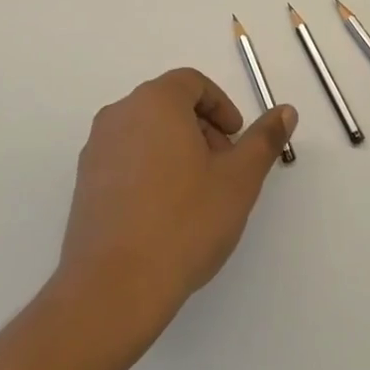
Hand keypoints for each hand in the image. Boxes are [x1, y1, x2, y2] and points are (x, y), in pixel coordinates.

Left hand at [56, 68, 296, 338]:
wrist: (114, 286)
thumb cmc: (184, 222)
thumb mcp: (239, 179)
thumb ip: (264, 139)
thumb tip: (285, 110)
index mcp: (155, 102)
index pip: (192, 83)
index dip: (221, 106)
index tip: (236, 139)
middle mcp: (120, 114)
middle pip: (168, 104)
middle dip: (202, 128)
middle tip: (223, 168)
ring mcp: (96, 149)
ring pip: (146, 132)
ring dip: (177, 149)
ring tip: (197, 194)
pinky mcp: (84, 182)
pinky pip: (125, 159)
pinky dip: (150, 169)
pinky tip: (166, 213)